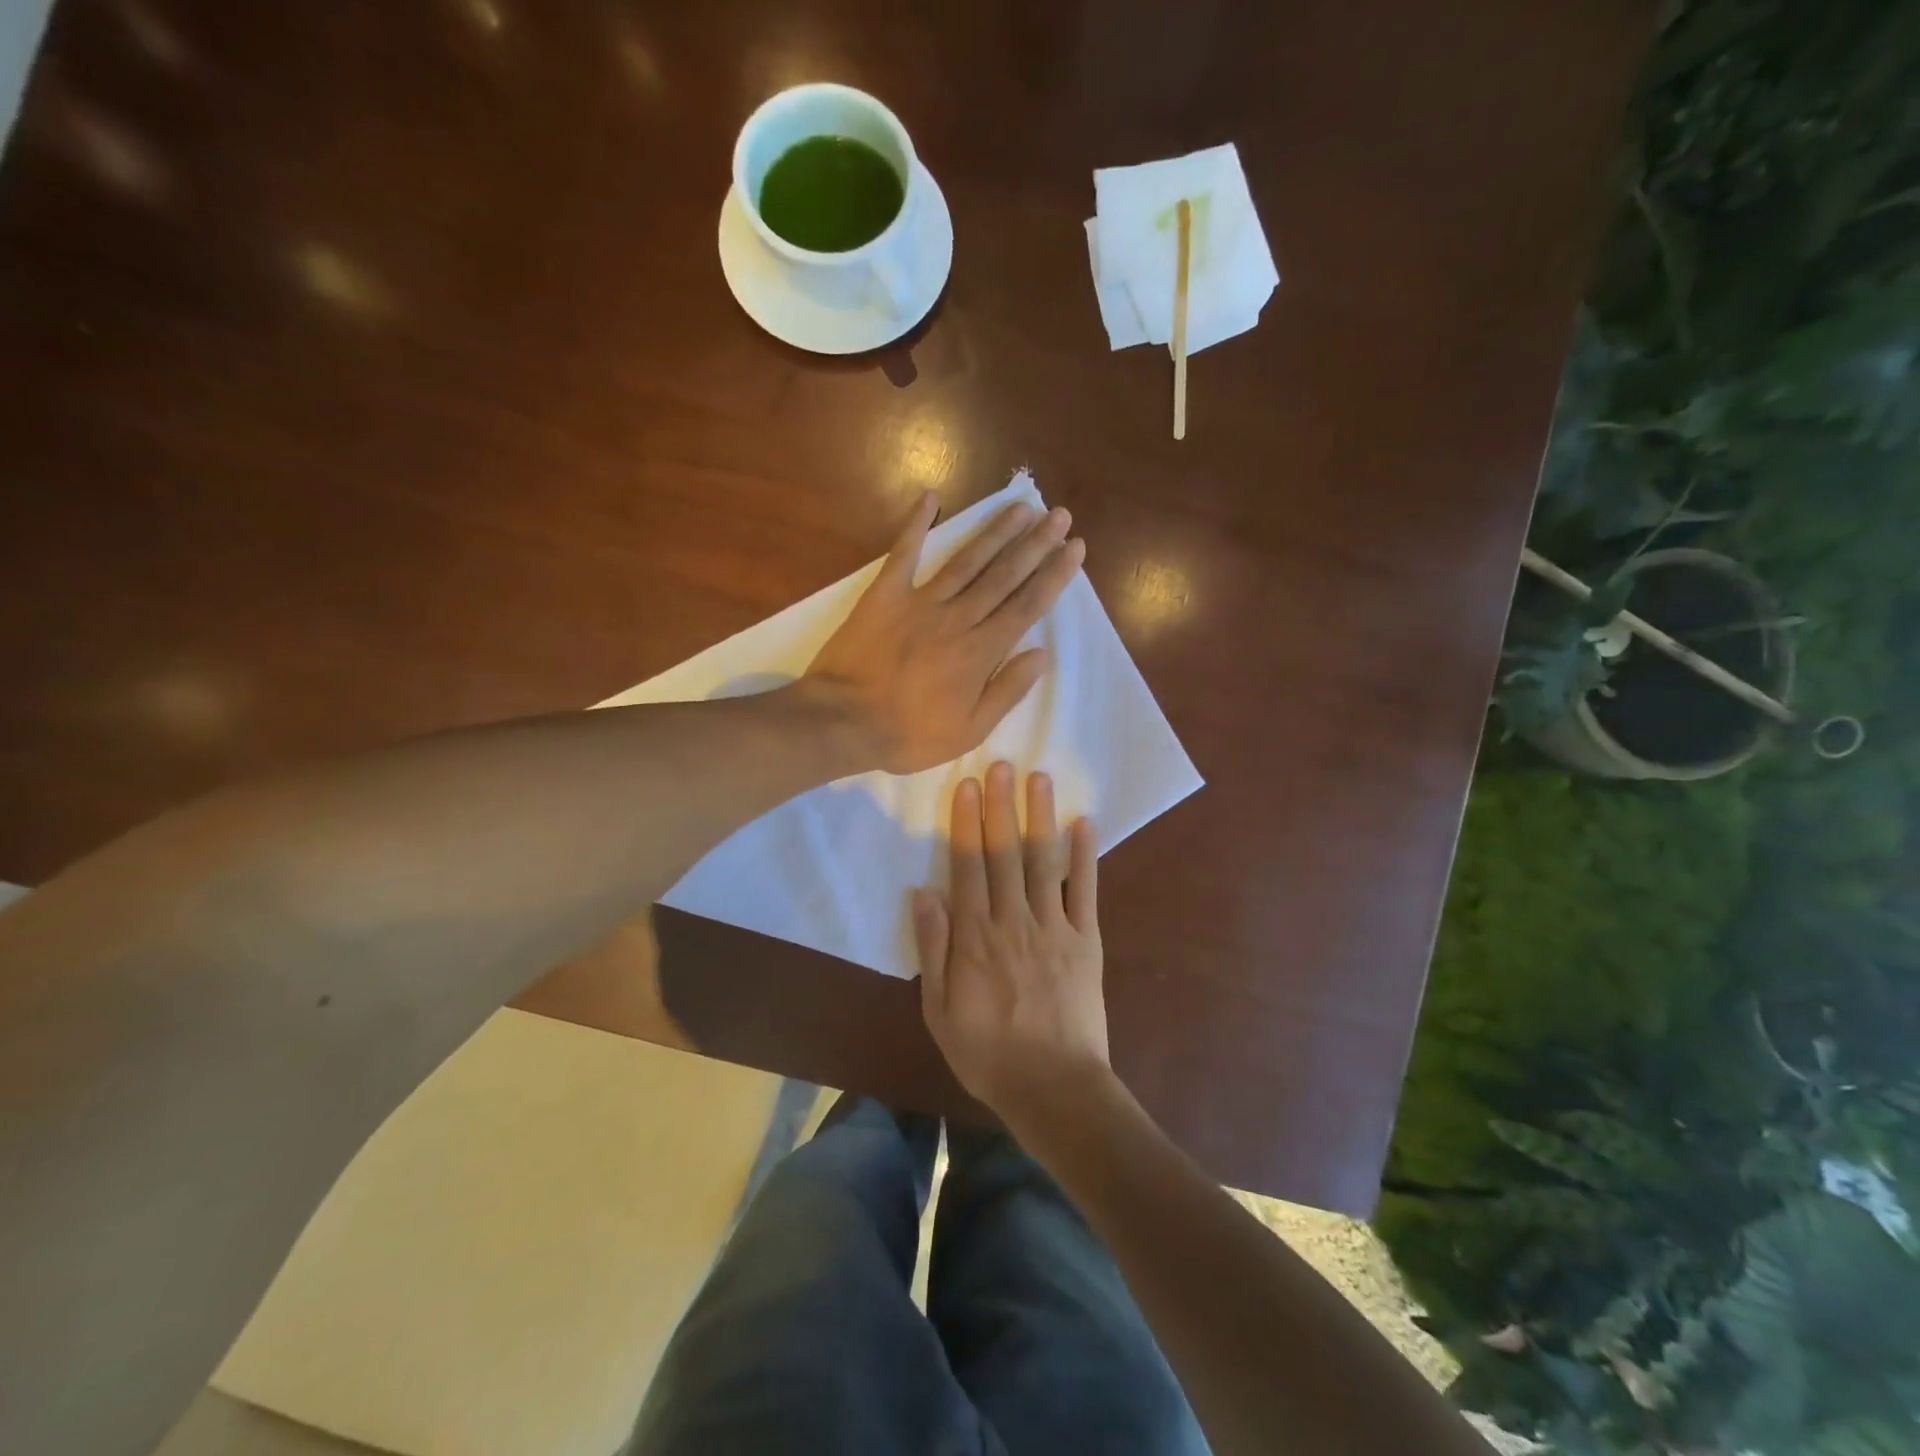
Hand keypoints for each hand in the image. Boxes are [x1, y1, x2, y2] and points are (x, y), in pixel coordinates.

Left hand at [806, 493, 1084, 774]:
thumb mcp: (969, 731)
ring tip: (1021, 507)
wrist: (843, 722)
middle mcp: (957, 618)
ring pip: (966, 560)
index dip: (1053, 575)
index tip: (1074, 547)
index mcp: (981, 652)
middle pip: (1004, 574)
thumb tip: (1041, 654)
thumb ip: (1007, 690)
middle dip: (1035, 544)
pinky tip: (931, 499)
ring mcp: (920, 602)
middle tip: (1058, 514)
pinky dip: (916, 525)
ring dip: (995, 531)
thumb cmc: (909, 734)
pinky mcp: (884, 594)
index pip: (1027, 605)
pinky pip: (904, 553)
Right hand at [913, 762, 1108, 1119]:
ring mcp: (1054, 928)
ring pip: (1043, 862)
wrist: (1053, 1088)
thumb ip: (933, 949)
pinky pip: (1086, 891)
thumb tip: (923, 892)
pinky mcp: (1087, 941)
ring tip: (1038, 778)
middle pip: (1004, 854)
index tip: (966, 786)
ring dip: (1040, 817)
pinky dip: (1086, 856)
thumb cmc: (987, 1053)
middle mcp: (1013, 921)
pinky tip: (1083, 823)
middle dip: (1001, 806)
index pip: (967, 867)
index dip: (965, 823)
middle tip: (1001, 764)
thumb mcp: (939, 1010)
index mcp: (975, 937)